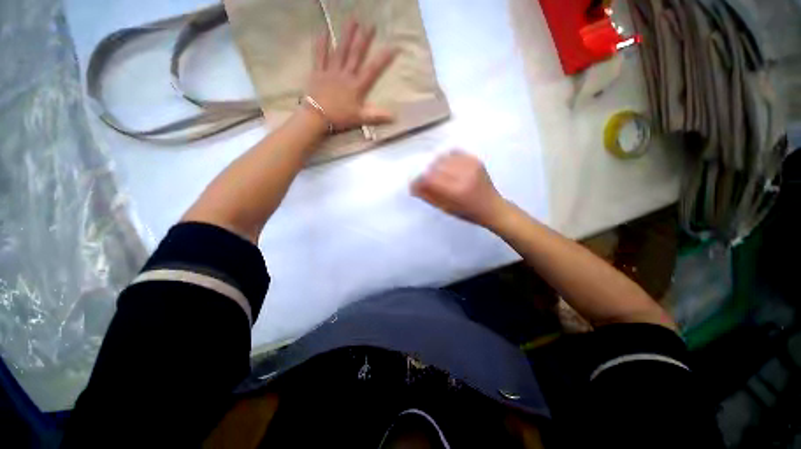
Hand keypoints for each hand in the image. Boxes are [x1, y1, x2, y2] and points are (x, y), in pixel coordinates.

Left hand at [306, 21, 397, 130]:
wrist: (317, 117)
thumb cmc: (340, 118)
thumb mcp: (360, 119)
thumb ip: (377, 116)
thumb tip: (394, 117)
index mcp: (356, 86)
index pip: (373, 70)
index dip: (384, 58)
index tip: (394, 46)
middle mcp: (345, 74)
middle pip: (356, 54)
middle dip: (364, 39)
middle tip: (371, 25)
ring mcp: (331, 71)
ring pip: (340, 50)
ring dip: (347, 35)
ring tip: (353, 20)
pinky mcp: (318, 72)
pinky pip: (320, 55)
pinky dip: (321, 44)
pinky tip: (323, 31)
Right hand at [412, 151, 508, 228]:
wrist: (492, 207)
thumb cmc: (467, 212)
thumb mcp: (445, 209)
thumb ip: (428, 196)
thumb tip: (413, 186)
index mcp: (456, 191)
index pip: (429, 179)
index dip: (419, 180)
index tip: (415, 184)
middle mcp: (463, 175)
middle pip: (435, 166)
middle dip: (426, 173)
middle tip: (427, 180)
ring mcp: (471, 165)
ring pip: (443, 157)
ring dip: (436, 165)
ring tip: (438, 174)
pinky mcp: (475, 160)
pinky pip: (454, 152)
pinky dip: (446, 158)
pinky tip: (447, 166)